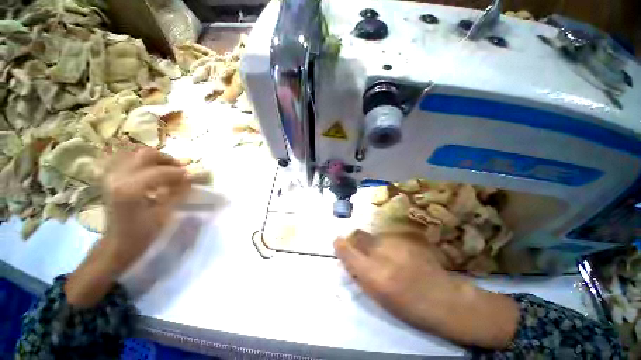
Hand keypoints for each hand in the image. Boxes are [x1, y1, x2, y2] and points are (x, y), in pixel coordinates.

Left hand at [66, 148, 189, 306]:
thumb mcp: (164, 214)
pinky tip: (152, 172)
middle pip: (145, 154)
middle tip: (180, 169)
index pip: (160, 171)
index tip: (192, 176)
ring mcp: (111, 176)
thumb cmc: (142, 233)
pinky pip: (128, 160)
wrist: (117, 242)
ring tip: (168, 169)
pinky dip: (143, 162)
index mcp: (130, 190)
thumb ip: (177, 193)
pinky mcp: (110, 178)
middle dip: (167, 159)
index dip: (179, 172)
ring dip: (156, 159)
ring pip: (136, 154)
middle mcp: (117, 177)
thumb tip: (190, 178)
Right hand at [334, 230, 518, 348]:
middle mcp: (382, 253)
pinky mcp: (406, 238)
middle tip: (359, 249)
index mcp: (374, 274)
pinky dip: (384, 243)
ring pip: (373, 235)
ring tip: (382, 256)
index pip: (348, 251)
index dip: (340, 245)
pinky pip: (386, 237)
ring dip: (371, 243)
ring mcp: (395, 242)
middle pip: (358, 235)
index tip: (337, 243)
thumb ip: (360, 274)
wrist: (444, 298)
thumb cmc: (409, 307)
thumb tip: (348, 258)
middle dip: (354, 240)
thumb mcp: (379, 297)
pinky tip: (396, 254)